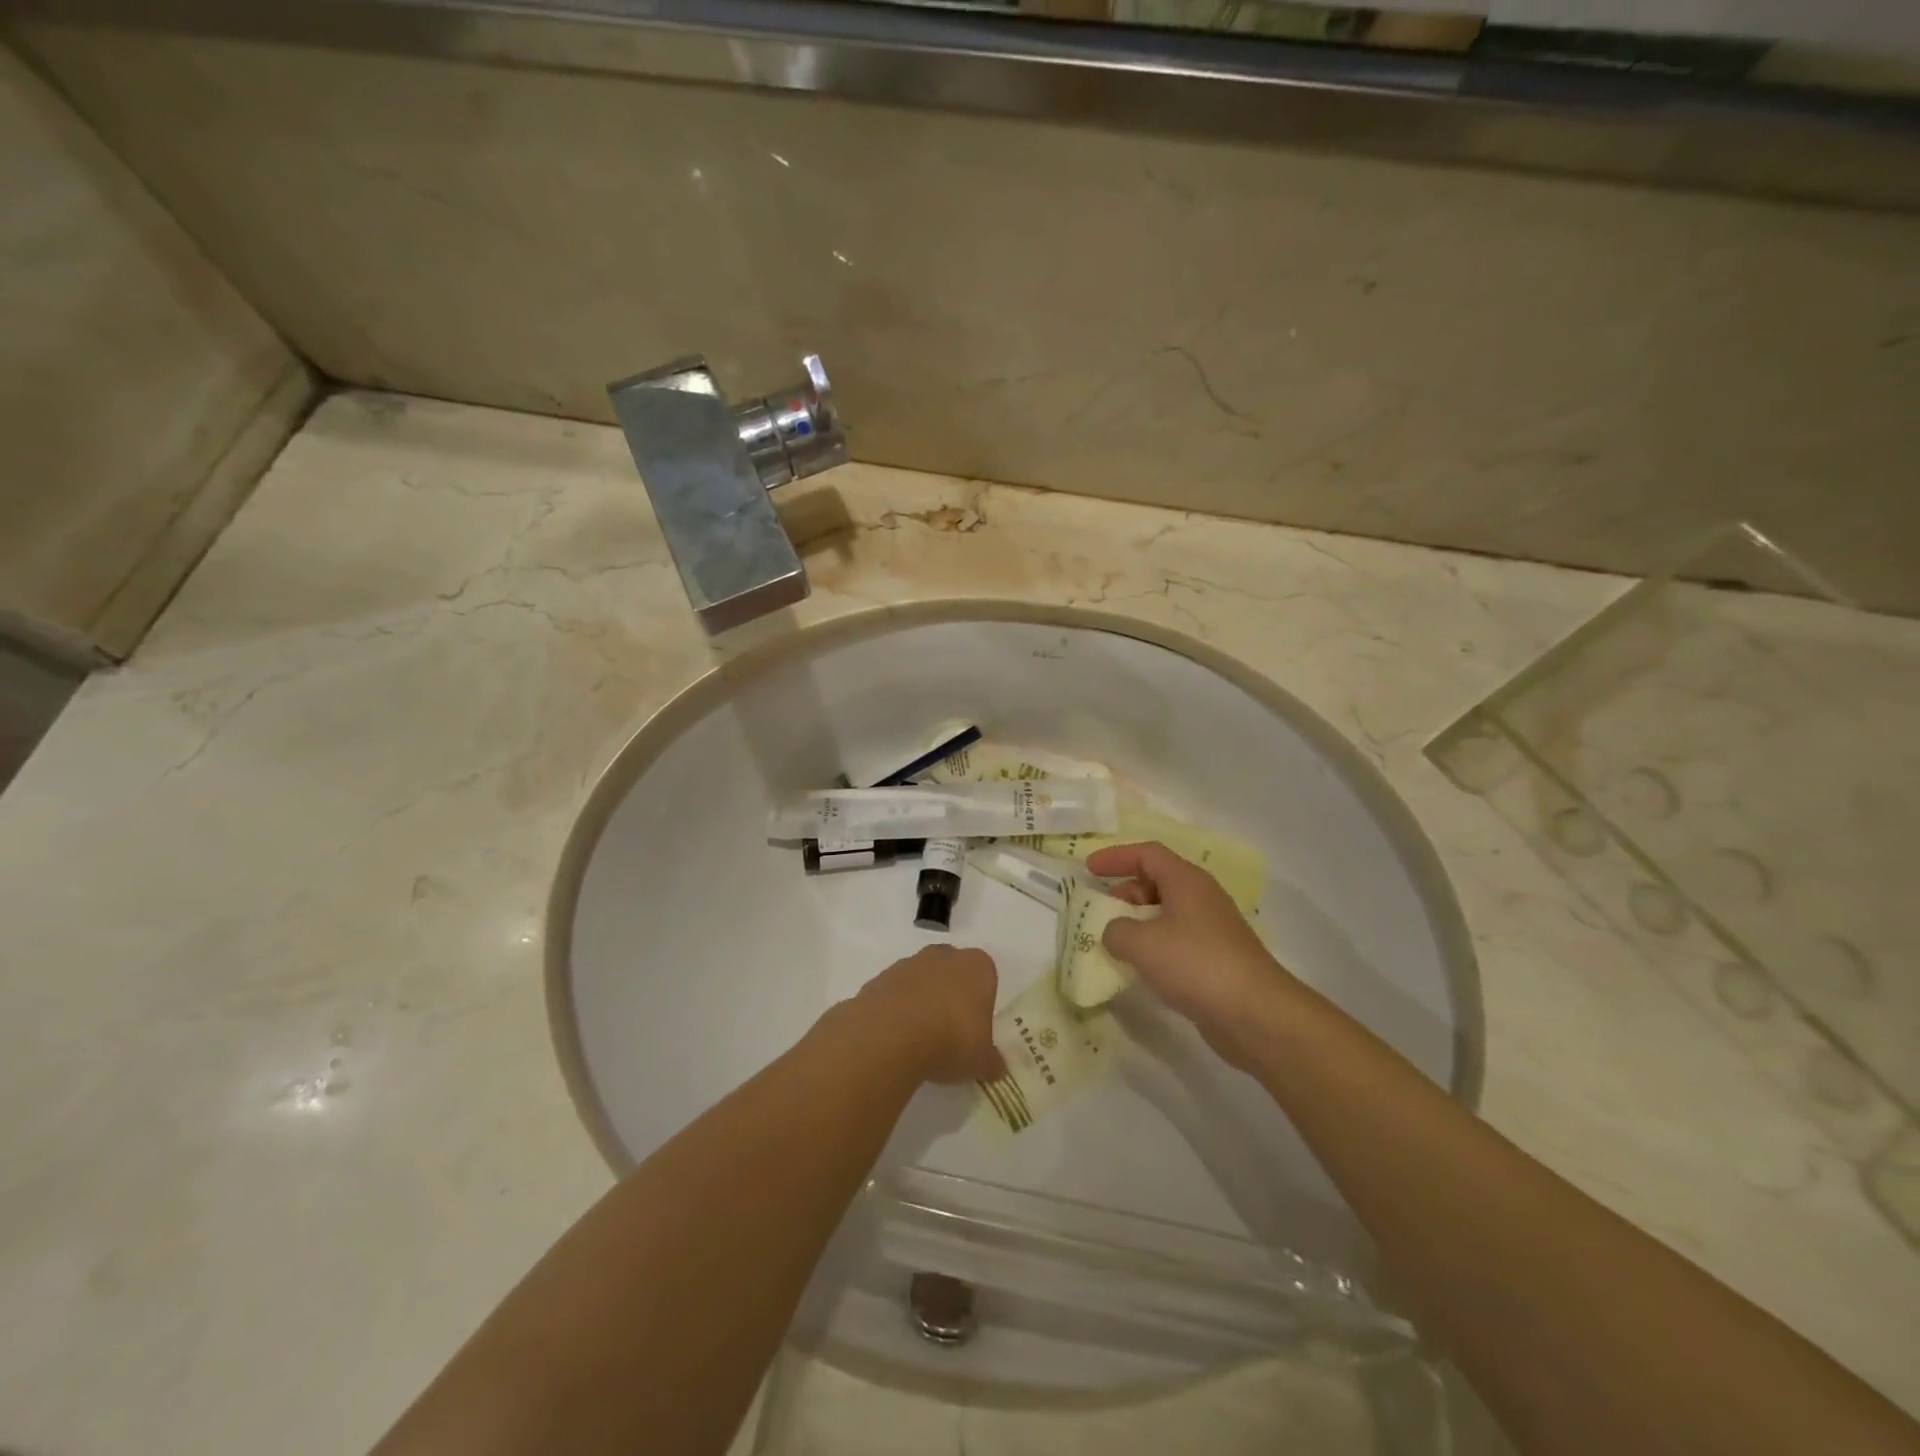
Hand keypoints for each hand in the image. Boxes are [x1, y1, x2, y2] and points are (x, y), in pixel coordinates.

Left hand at [852, 945, 1003, 1084]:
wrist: (892, 1036)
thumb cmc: (951, 1040)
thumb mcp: (981, 1061)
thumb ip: (991, 1061)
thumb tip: (996, 1067)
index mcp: (977, 966)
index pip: (985, 976)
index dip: (981, 1001)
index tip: (976, 1027)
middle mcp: (943, 956)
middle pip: (952, 971)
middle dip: (951, 995)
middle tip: (950, 1031)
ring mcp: (908, 964)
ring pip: (921, 980)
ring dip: (921, 1001)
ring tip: (919, 1040)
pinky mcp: (879, 978)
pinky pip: (894, 994)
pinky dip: (896, 1011)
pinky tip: (895, 1039)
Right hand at [1085, 841, 1292, 1069]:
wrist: (1255, 1014)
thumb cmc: (1195, 964)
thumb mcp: (1141, 943)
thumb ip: (1115, 931)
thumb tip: (1115, 932)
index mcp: (1186, 881)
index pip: (1147, 854)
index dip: (1115, 857)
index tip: (1089, 869)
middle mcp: (1201, 898)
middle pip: (1157, 881)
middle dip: (1125, 892)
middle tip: (1101, 912)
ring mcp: (1212, 929)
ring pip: (1167, 913)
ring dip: (1138, 923)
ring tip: (1115, 943)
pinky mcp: (1216, 959)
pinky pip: (1176, 941)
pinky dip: (1154, 947)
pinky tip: (1140, 969)